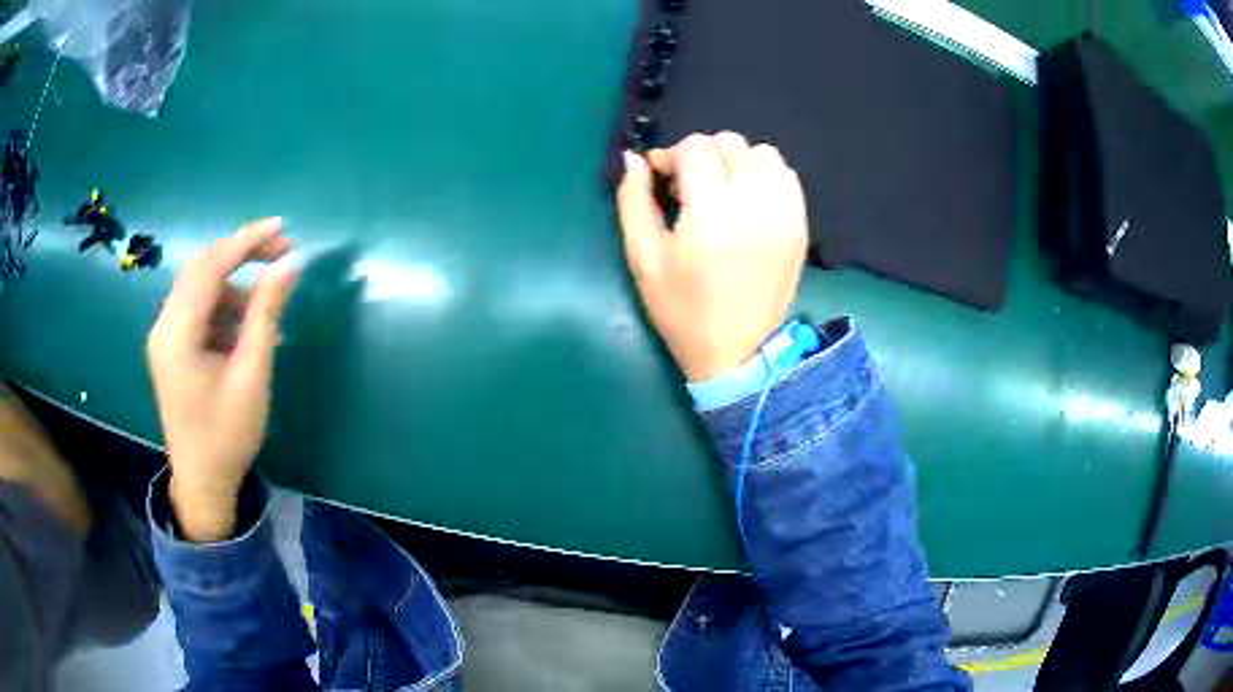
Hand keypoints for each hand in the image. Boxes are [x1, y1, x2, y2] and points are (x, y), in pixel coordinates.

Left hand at [147, 219, 299, 541]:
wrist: (202, 484)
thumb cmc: (227, 435)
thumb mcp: (252, 374)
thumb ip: (266, 314)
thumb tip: (290, 265)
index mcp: (177, 332)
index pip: (210, 266)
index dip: (246, 241)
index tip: (283, 229)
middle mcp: (164, 325)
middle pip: (201, 269)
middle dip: (241, 255)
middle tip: (282, 253)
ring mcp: (165, 337)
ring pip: (201, 289)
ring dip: (235, 288)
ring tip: (266, 314)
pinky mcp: (172, 349)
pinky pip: (199, 311)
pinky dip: (225, 310)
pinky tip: (247, 332)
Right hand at [617, 132, 808, 380]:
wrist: (738, 352)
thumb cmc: (682, 309)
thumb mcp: (643, 259)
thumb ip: (633, 201)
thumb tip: (634, 159)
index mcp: (711, 213)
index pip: (696, 148)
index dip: (671, 155)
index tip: (661, 177)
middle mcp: (754, 204)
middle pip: (729, 143)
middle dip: (701, 155)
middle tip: (689, 186)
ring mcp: (784, 213)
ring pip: (761, 152)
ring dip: (735, 161)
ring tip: (721, 189)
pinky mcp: (800, 224)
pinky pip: (786, 174)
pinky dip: (764, 174)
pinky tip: (748, 198)